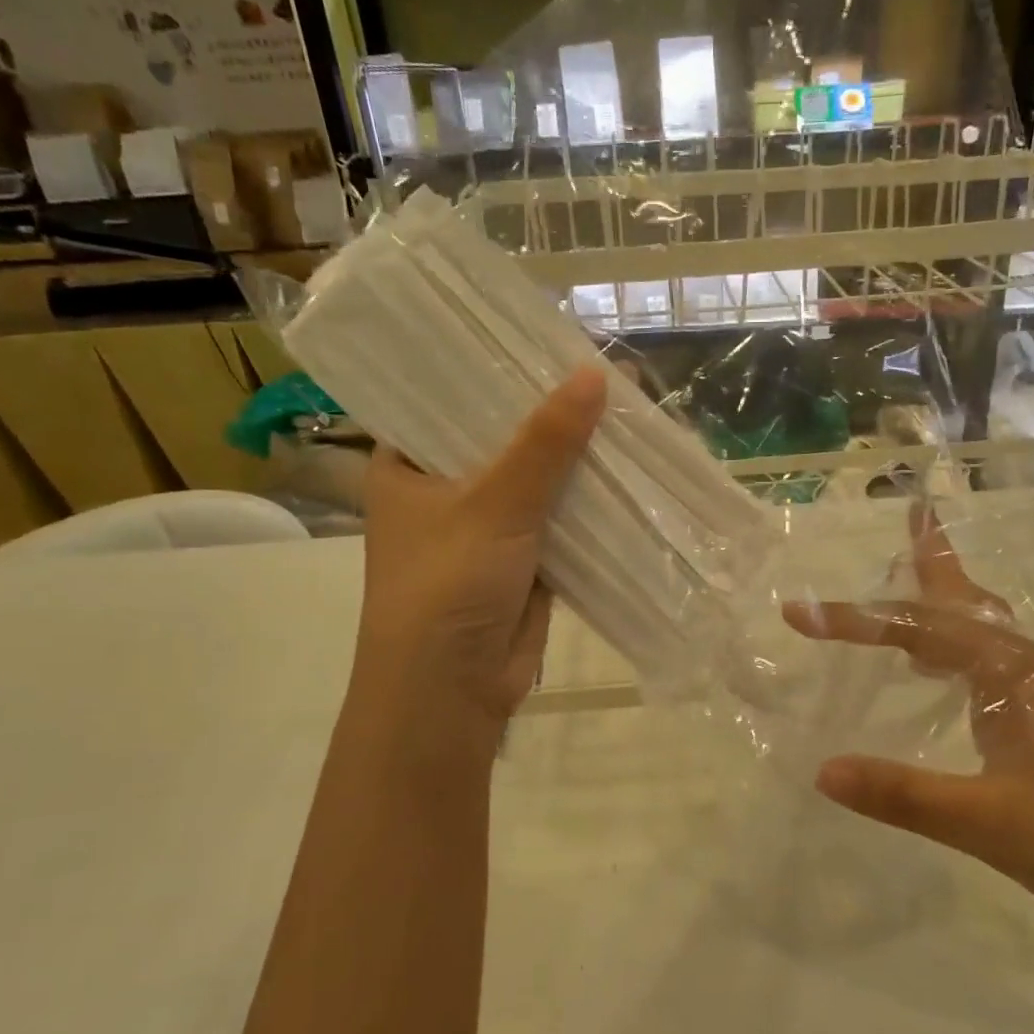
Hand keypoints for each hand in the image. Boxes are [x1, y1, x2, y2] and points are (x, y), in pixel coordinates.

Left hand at [353, 367, 606, 736]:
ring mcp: (487, 526)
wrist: (452, 693)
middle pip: (502, 438)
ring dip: (575, 459)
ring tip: (626, 411)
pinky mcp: (524, 558)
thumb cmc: (447, 587)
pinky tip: (627, 469)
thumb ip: (545, 443)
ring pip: (537, 480)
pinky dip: (588, 501)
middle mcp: (444, 489)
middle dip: (550, 415)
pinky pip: (561, 518)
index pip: (449, 400)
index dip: (495, 370)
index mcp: (406, 465)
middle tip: (601, 372)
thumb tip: (596, 374)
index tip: (543, 339)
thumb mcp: (493, 505)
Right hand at [783, 504, 1033, 930]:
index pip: (917, 629)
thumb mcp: (986, 822)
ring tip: (911, 565)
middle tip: (911, 513)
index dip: (854, 620)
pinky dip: (945, 639)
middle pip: (961, 598)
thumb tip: (823, 770)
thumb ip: (904, 794)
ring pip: (974, 623)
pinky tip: (929, 661)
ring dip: (939, 593)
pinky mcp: (1033, 712)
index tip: (798, 615)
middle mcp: (1021, 663)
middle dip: (931, 557)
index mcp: (1009, 670)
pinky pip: (977, 655)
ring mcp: (1032, 687)